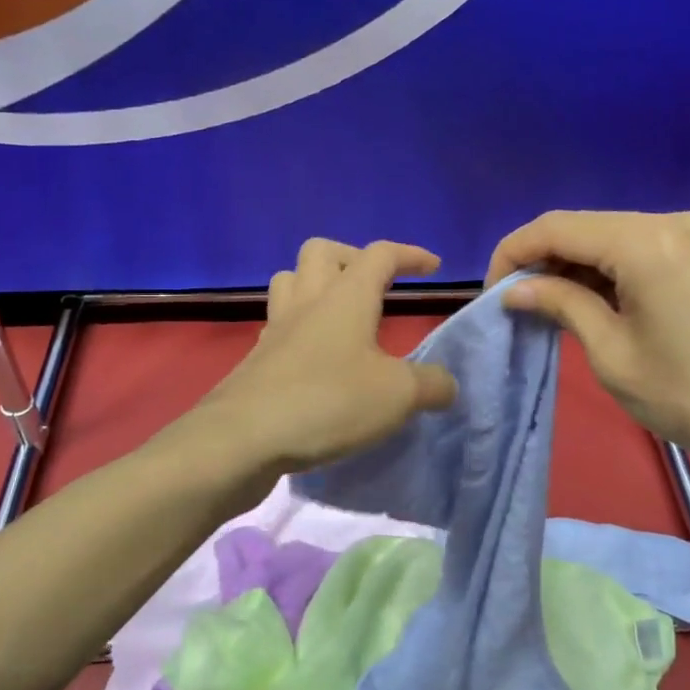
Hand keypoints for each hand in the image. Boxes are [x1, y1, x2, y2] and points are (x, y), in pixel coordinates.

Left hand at [200, 239, 458, 474]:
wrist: (243, 438)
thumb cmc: (328, 402)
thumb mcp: (397, 396)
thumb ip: (431, 385)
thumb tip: (446, 384)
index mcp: (346, 297)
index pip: (381, 254)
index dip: (410, 255)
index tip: (433, 266)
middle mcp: (308, 301)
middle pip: (322, 251)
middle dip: (352, 258)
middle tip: (375, 286)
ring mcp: (276, 328)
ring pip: (290, 280)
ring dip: (316, 285)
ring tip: (341, 314)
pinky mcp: (257, 358)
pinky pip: (278, 323)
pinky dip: (300, 327)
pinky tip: (316, 357)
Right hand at [486, 210, 689, 482]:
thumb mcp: (612, 355)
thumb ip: (560, 305)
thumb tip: (515, 288)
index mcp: (646, 243)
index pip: (555, 228)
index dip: (513, 253)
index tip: (493, 292)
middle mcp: (671, 220)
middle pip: (583, 226)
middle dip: (542, 259)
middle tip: (517, 303)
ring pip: (610, 234)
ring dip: (574, 264)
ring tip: (549, 305)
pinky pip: (640, 246)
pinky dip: (608, 267)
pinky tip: (593, 299)